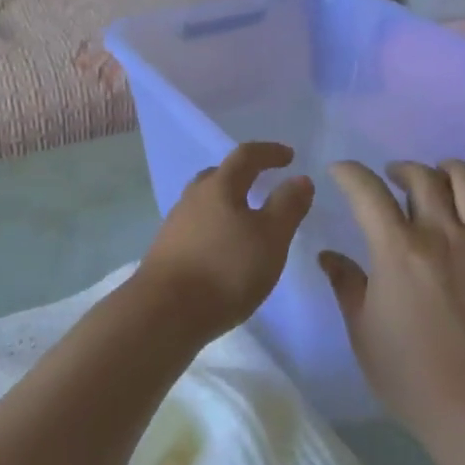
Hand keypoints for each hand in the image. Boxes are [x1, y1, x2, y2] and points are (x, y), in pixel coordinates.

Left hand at [134, 142, 314, 340]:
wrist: (164, 312)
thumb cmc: (225, 269)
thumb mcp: (271, 238)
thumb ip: (288, 206)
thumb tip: (299, 178)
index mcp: (219, 187)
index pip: (246, 156)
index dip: (269, 152)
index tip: (289, 156)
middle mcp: (192, 198)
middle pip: (218, 176)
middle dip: (242, 175)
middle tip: (262, 183)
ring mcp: (175, 225)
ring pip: (204, 203)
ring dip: (226, 203)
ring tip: (245, 220)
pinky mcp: (166, 251)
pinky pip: (196, 227)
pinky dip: (214, 228)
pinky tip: (223, 249)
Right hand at [319, 160, 464, 437]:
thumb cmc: (410, 375)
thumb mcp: (363, 331)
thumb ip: (347, 285)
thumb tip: (329, 256)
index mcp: (397, 249)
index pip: (367, 193)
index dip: (350, 174)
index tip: (340, 171)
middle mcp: (441, 235)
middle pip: (423, 179)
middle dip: (402, 169)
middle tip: (393, 179)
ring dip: (451, 170)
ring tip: (442, 176)